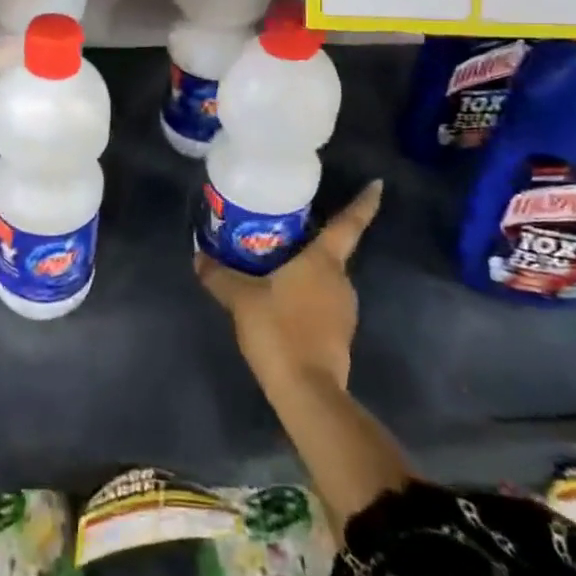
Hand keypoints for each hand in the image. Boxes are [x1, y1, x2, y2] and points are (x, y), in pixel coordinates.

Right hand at [195, 180, 381, 399]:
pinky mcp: (340, 334)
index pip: (348, 224)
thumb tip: (198, 256)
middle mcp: (340, 280)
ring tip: (271, 265)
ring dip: (303, 270)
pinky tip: (278, 300)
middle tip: (281, 228)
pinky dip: (303, 294)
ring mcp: (344, 309)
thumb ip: (219, 275)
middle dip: (309, 239)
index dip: (364, 203)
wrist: (307, 391)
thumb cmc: (278, 331)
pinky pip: (321, 301)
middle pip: (330, 250)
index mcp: (323, 261)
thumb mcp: (240, 299)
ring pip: (324, 278)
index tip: (378, 184)